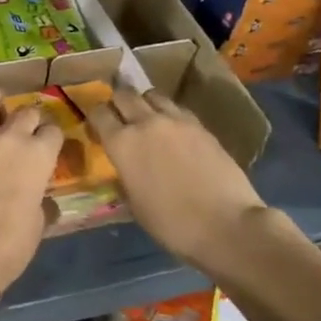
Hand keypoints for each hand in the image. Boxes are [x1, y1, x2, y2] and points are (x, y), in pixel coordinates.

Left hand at [0, 70, 61, 290]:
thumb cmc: (8, 247)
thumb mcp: (38, 225)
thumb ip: (42, 203)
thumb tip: (43, 200)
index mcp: (39, 157)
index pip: (53, 133)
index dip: (51, 138)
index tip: (46, 145)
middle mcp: (10, 137)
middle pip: (25, 113)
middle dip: (27, 119)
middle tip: (21, 130)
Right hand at [83, 86, 269, 274]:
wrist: (226, 225)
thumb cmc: (171, 224)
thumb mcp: (134, 204)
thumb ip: (125, 176)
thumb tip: (124, 167)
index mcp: (122, 143)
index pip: (98, 113)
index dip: (94, 118)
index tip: (96, 128)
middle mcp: (145, 123)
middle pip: (124, 94)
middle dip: (117, 102)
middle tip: (119, 117)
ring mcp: (176, 120)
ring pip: (152, 95)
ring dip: (144, 103)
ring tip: (147, 119)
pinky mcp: (201, 125)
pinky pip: (177, 109)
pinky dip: (169, 113)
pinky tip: (174, 130)